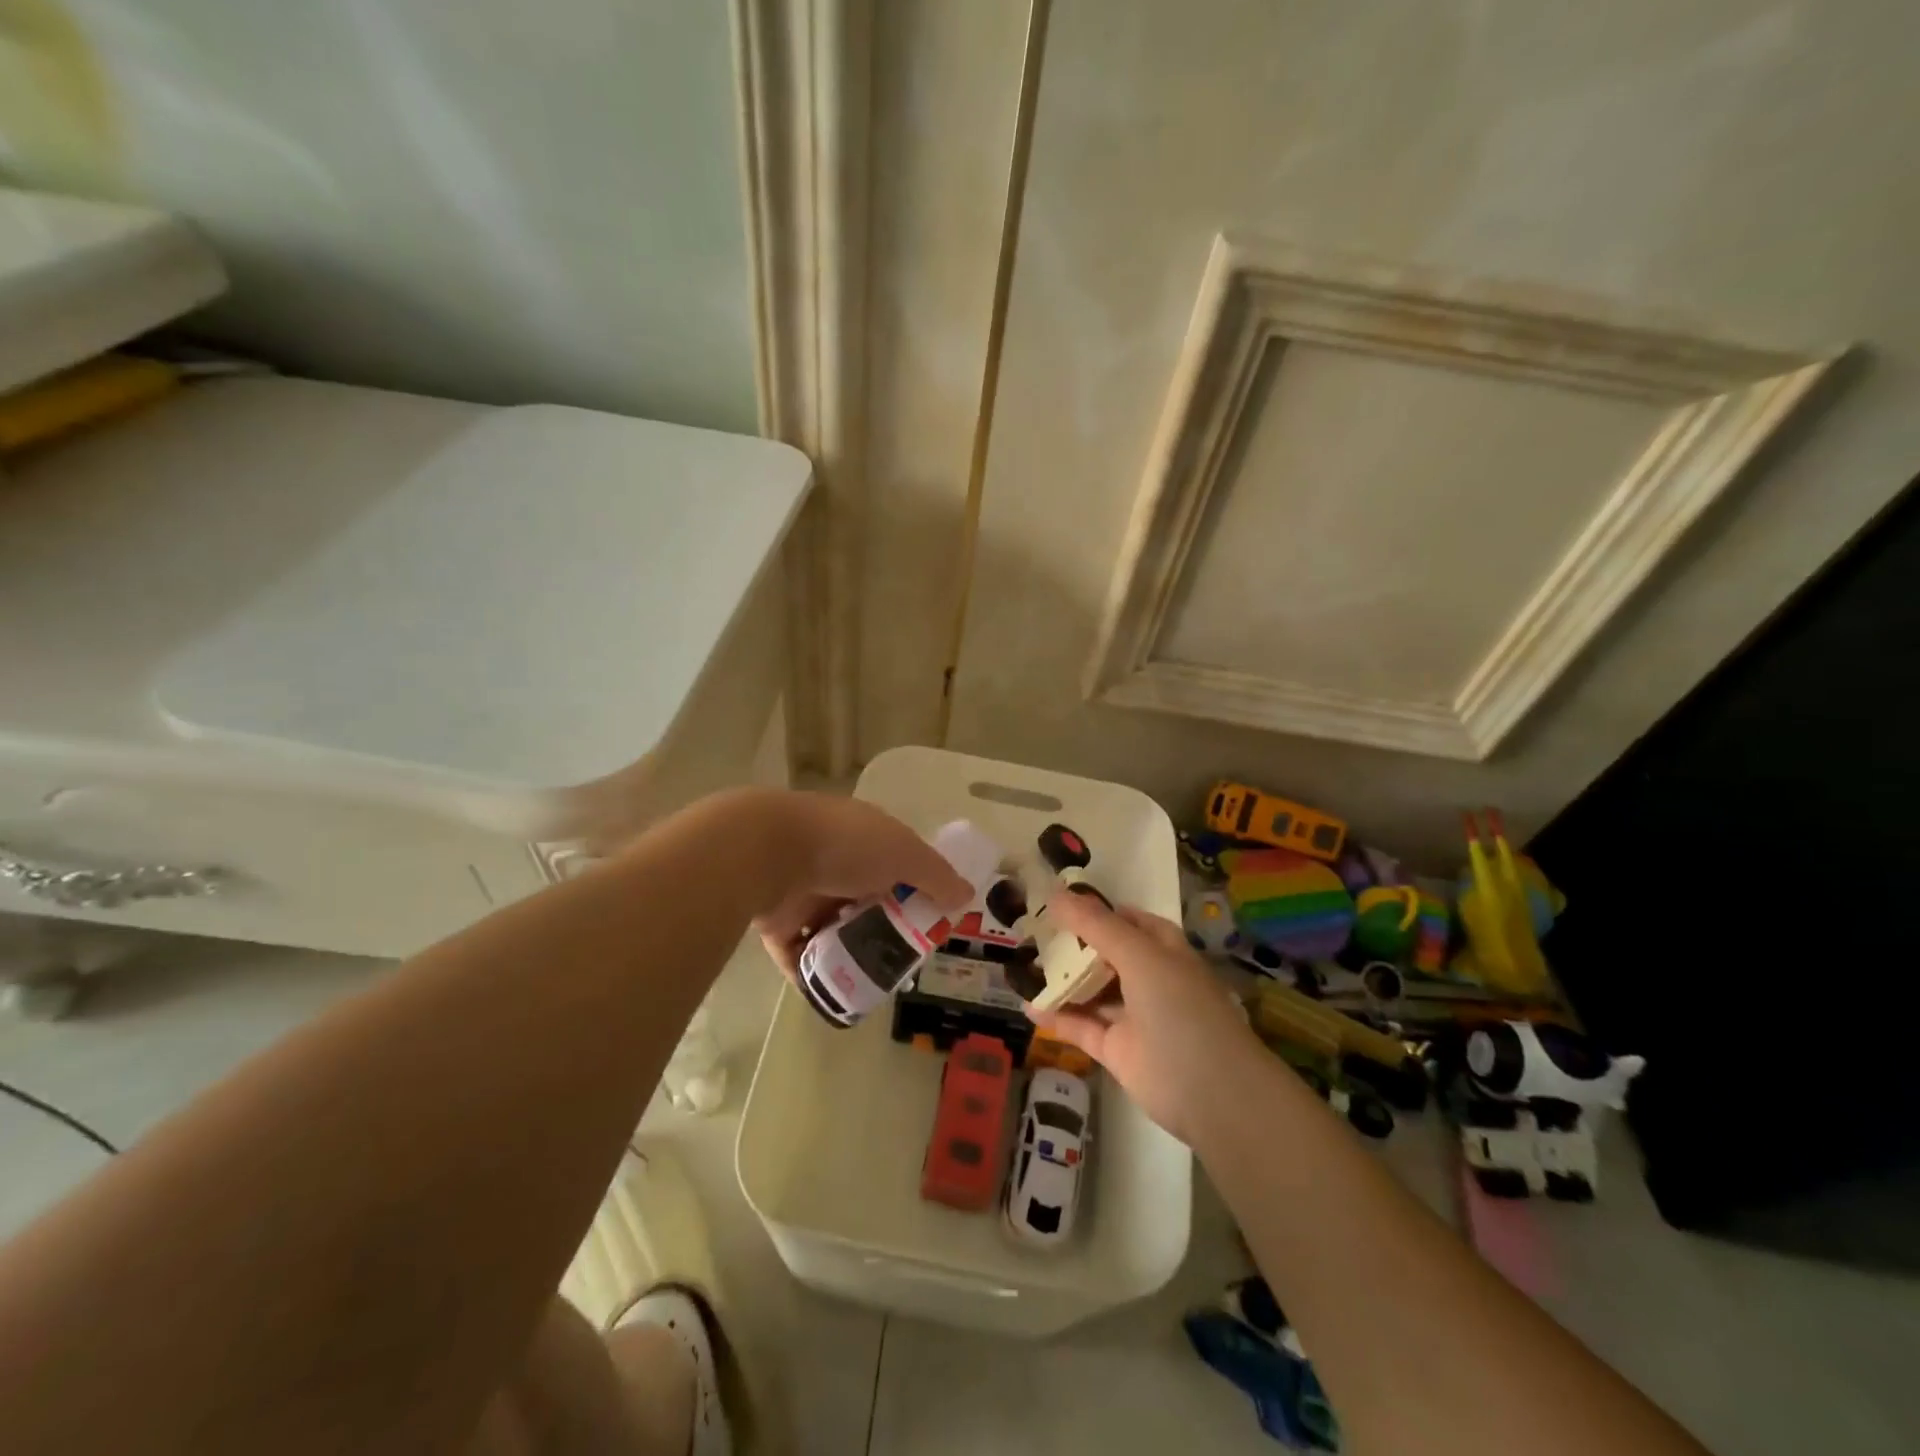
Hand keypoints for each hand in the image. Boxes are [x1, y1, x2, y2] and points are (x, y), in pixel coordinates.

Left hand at [747, 791, 974, 983]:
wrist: (766, 852)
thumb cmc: (845, 846)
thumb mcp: (904, 853)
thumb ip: (936, 876)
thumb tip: (966, 895)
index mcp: (863, 837)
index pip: (897, 863)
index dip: (916, 890)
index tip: (930, 922)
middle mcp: (833, 861)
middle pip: (866, 900)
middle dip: (884, 928)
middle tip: (903, 961)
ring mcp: (802, 891)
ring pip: (832, 928)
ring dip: (849, 952)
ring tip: (873, 983)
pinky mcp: (776, 921)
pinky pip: (799, 953)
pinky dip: (814, 973)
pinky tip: (835, 995)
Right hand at [1032, 891, 1262, 1143]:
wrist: (1212, 1092)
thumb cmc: (1180, 1008)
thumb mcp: (1139, 955)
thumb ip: (1096, 925)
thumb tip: (1057, 892)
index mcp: (1163, 949)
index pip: (1126, 920)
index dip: (1094, 910)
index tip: (1055, 902)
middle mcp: (1148, 978)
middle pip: (1104, 954)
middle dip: (1071, 944)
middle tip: (1029, 932)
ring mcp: (1133, 1016)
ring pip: (1091, 990)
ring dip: (1061, 980)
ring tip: (1021, 965)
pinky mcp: (1118, 1050)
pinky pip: (1082, 1026)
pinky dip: (1058, 1016)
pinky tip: (1028, 1005)